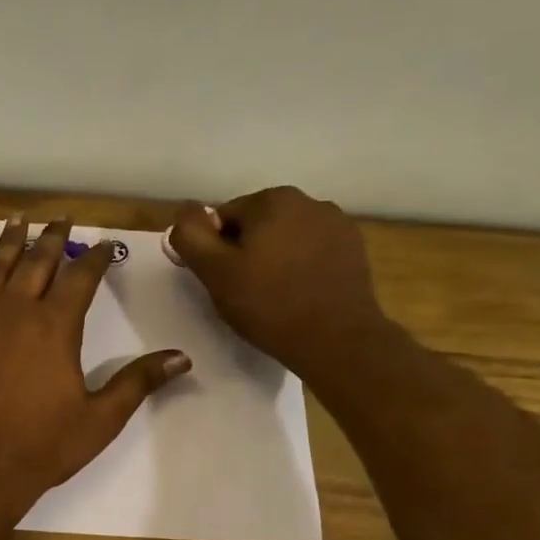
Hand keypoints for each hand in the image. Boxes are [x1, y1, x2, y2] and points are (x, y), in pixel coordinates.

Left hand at [0, 215, 190, 513]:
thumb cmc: (42, 446)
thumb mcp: (100, 418)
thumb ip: (138, 382)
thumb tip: (182, 358)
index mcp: (56, 326)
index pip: (81, 277)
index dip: (96, 257)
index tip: (106, 245)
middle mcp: (15, 311)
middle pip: (37, 261)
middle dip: (54, 237)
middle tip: (63, 218)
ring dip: (11, 241)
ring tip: (20, 219)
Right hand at [167, 187, 390, 384]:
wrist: (336, 339)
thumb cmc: (269, 305)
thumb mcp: (215, 273)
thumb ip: (191, 236)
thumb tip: (185, 213)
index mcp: (271, 200)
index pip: (224, 218)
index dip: (215, 251)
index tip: (223, 281)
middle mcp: (308, 200)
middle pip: (257, 225)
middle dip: (246, 252)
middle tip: (245, 292)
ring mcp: (337, 223)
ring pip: (286, 237)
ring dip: (275, 258)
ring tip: (274, 296)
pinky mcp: (354, 248)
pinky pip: (313, 251)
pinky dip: (301, 267)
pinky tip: (300, 295)